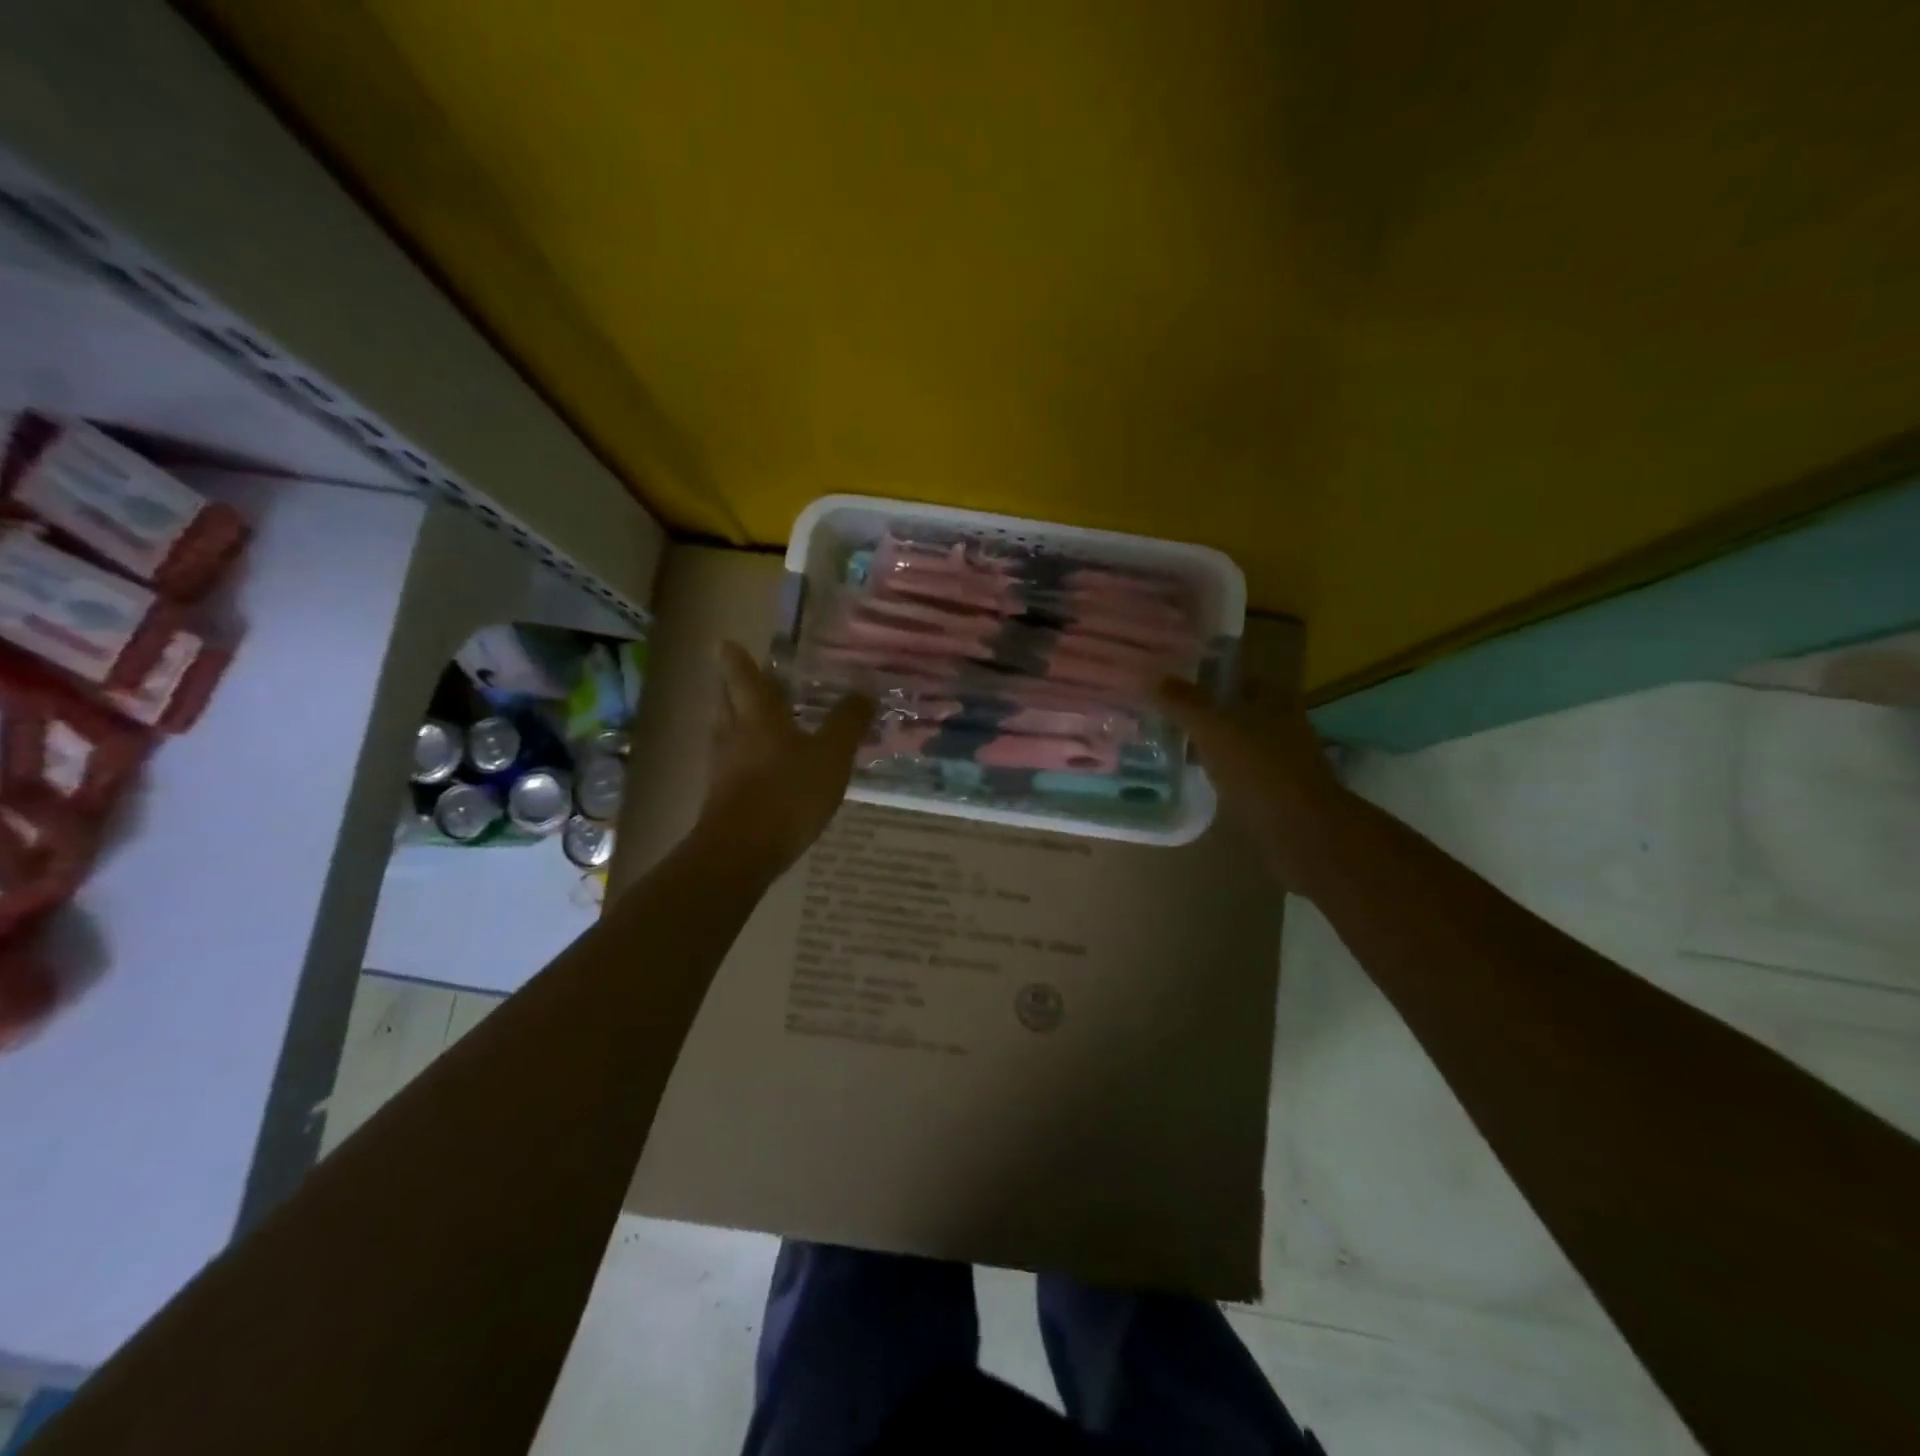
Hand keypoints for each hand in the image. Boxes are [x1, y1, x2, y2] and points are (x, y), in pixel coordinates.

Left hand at [699, 641, 875, 874]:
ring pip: (727, 732)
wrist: (742, 852)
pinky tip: (761, 766)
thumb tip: (865, 689)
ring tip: (755, 718)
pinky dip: (744, 755)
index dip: (736, 658)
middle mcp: (733, 735)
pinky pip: (732, 764)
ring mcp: (723, 768)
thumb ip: (848, 722)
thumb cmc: (788, 793)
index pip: (742, 676)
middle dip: (733, 687)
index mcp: (757, 715)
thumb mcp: (831, 755)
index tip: (725, 643)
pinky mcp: (722, 797)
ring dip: (737, 720)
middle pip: (727, 702)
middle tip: (741, 676)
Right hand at [1155, 677, 1349, 890]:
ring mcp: (1280, 755)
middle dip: (1200, 709)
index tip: (1167, 681)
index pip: (1232, 674)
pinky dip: (1217, 767)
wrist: (1300, 828)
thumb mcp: (1212, 728)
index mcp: (1273, 696)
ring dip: (1208, 740)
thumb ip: (1183, 702)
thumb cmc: (1258, 768)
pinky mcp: (1274, 786)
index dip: (1200, 674)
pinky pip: (1237, 767)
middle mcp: (1281, 719)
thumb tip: (1152, 677)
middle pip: (1233, 706)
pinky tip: (1193, 773)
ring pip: (1234, 739)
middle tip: (1160, 711)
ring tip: (1169, 740)